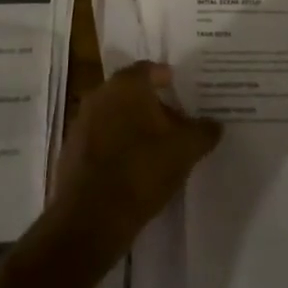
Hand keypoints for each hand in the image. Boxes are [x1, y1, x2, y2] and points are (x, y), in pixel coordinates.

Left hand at [53, 63, 221, 242]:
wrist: (91, 218)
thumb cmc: (142, 170)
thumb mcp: (185, 149)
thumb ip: (203, 131)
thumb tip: (215, 124)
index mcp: (126, 85)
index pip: (150, 69)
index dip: (168, 79)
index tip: (184, 92)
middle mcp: (100, 95)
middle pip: (132, 93)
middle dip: (153, 105)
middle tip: (177, 121)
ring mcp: (82, 123)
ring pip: (115, 116)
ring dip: (134, 126)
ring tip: (158, 147)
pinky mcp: (72, 152)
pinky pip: (102, 139)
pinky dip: (118, 146)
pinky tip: (135, 167)